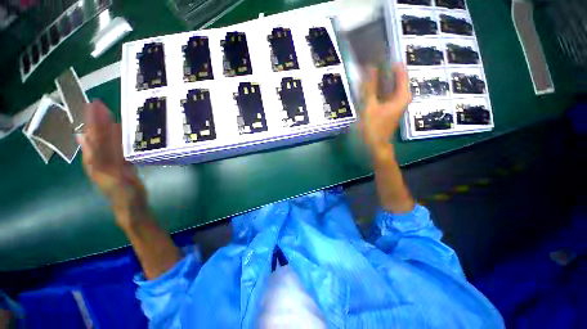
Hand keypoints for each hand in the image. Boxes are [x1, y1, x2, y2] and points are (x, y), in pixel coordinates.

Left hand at [79, 101, 146, 227]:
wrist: (131, 207)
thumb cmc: (125, 197)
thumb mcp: (117, 183)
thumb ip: (105, 166)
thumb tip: (92, 148)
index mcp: (98, 163)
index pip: (95, 140)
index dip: (94, 123)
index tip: (95, 107)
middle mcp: (99, 160)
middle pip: (96, 138)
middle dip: (96, 121)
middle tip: (97, 104)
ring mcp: (109, 162)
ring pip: (104, 142)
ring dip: (103, 127)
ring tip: (103, 113)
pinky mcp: (119, 164)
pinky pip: (116, 148)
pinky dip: (115, 138)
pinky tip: (116, 131)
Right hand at [360, 64, 411, 154]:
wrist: (376, 145)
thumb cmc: (374, 127)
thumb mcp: (370, 106)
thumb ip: (370, 87)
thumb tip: (370, 67)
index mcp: (402, 94)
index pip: (400, 70)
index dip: (390, 61)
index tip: (378, 53)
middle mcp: (402, 96)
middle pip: (394, 77)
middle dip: (383, 69)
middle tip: (369, 61)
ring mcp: (396, 101)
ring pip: (389, 84)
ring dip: (379, 78)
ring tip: (367, 70)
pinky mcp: (389, 106)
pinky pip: (385, 92)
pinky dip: (378, 88)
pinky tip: (368, 85)